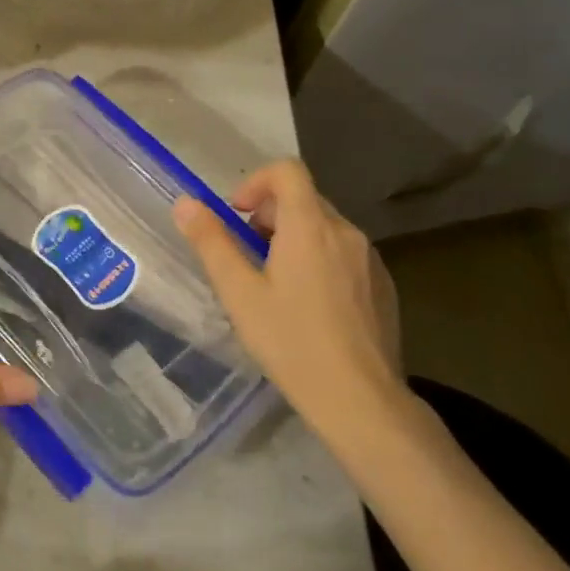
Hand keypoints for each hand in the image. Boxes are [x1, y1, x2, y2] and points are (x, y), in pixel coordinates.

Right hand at [172, 160, 404, 449]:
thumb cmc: (291, 342)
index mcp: (310, 226)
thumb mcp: (239, 292)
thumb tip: (185, 203)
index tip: (238, 216)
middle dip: (270, 215)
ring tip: (275, 284)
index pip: (287, 170)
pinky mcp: (384, 285)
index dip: (257, 182)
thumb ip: (212, 242)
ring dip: (294, 238)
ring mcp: (370, 259)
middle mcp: (345, 232)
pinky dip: (320, 260)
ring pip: (325, 227)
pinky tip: (309, 306)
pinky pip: (345, 254)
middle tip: (248, 256)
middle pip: (304, 198)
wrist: (361, 400)